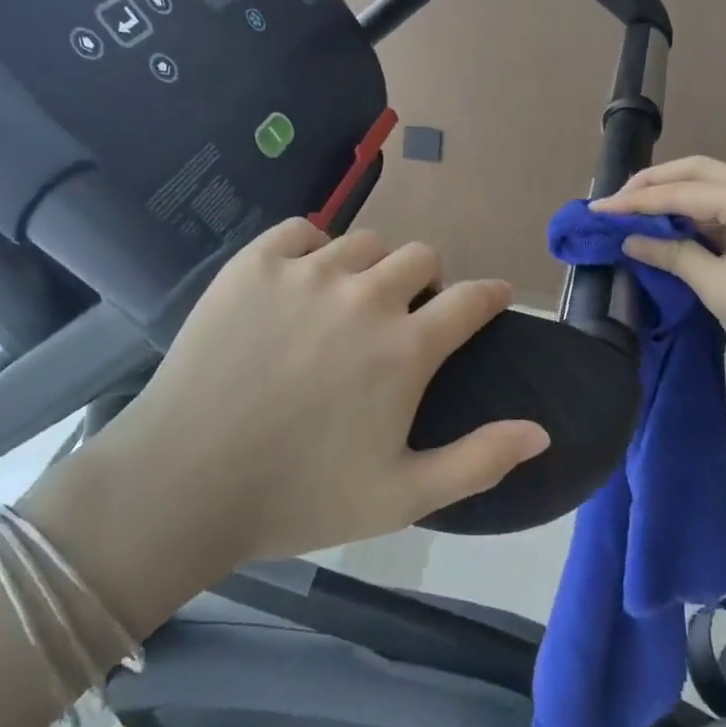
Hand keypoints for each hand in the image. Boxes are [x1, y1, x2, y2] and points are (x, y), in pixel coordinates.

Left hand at [28, 220, 548, 626]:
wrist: (183, 482)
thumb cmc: (299, 495)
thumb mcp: (402, 496)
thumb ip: (479, 460)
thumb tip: (542, 430)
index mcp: (406, 347)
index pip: (471, 298)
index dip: (491, 294)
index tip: (494, 297)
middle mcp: (366, 294)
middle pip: (421, 257)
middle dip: (426, 282)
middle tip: (404, 314)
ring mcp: (308, 271)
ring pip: (365, 242)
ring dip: (372, 266)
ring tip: (349, 300)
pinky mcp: (256, 261)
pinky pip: (304, 230)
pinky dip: (314, 247)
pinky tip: (302, 280)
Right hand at [591, 156, 725, 402]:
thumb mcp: (718, 288)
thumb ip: (672, 253)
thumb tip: (631, 238)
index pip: (683, 192)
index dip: (637, 200)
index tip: (600, 209)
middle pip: (702, 172)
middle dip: (657, 184)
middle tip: (619, 200)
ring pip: (720, 186)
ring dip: (680, 197)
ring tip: (641, 214)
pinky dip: (705, 214)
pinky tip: (680, 228)